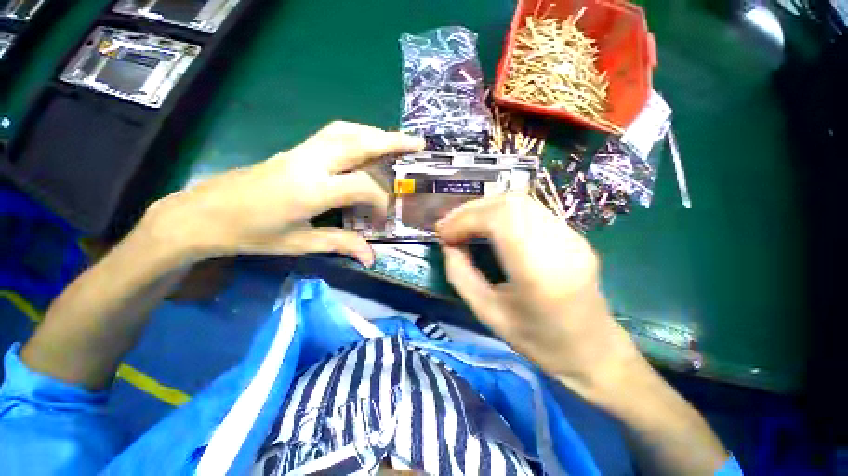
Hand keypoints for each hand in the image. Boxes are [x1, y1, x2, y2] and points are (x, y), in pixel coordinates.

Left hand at [144, 121, 423, 265]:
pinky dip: (357, 134)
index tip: (382, 218)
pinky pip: (333, 133)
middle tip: (417, 143)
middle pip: (358, 141)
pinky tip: (367, 143)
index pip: (360, 185)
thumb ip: (341, 244)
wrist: (203, 214)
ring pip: (346, 131)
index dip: (379, 200)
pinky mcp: (296, 150)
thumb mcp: (299, 244)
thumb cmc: (251, 234)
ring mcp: (301, 151)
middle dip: (392, 141)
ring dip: (375, 132)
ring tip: (396, 141)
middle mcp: (309, 163)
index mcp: (310, 190)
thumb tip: (372, 258)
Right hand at [437, 195, 642, 402]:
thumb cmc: (539, 341)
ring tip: (464, 223)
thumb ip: (461, 276)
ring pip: (520, 201)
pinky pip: (530, 210)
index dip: (465, 220)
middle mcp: (560, 245)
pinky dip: (500, 212)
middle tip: (449, 225)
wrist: (593, 350)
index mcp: (539, 271)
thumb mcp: (488, 314)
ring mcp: (571, 236)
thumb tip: (448, 246)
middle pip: (510, 203)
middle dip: (471, 209)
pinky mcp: (572, 234)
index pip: (500, 220)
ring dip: (485, 208)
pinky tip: (487, 225)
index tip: (443, 234)